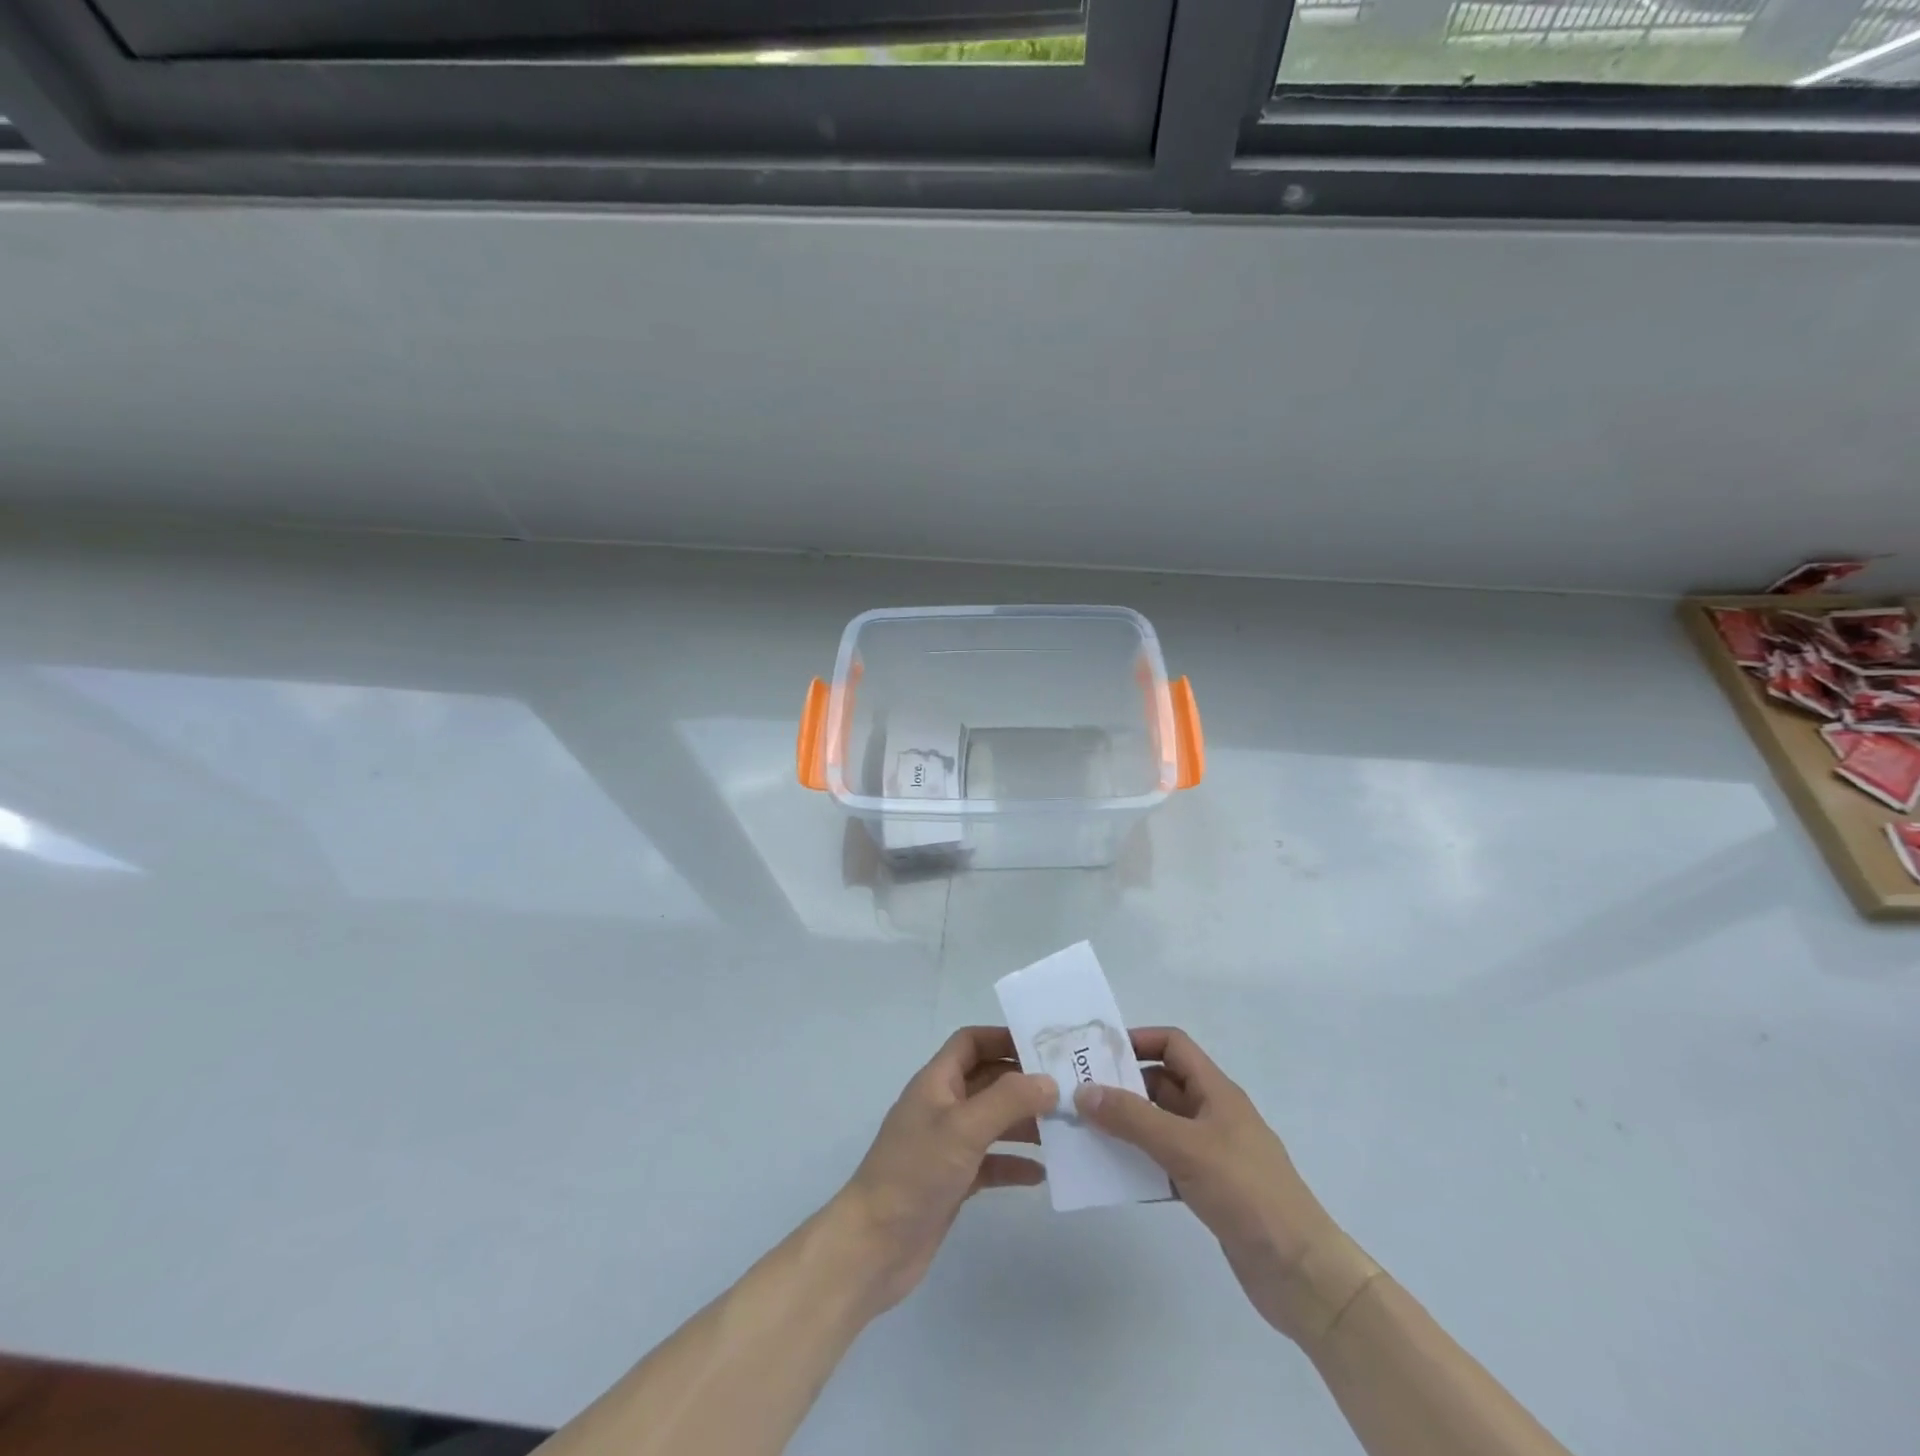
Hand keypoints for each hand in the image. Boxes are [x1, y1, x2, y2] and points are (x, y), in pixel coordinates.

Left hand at [828, 1027, 1056, 1316]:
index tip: (1042, 1047)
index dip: (1002, 1038)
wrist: (874, 1246)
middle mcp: (942, 1107)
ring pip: (992, 1122)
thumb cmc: (915, 1172)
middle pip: (987, 1080)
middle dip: (1023, 1082)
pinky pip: (990, 1163)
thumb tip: (1049, 1081)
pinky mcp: (953, 1181)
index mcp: (936, 1082)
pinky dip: (1014, 1164)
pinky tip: (1041, 1174)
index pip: (970, 1043)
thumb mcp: (963, 1128)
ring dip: (1024, 1123)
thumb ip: (1008, 1100)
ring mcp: (947, 1145)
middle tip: (1066, 1089)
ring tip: (1063, 1129)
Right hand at [1075, 1027, 1379, 1349]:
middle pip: (1162, 1084)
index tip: (1098, 1053)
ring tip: (1085, 1132)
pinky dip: (1140, 1162)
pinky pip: (1164, 1162)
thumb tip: (1083, 1091)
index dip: (1138, 1041)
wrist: (1300, 1273)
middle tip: (1079, 1094)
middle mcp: (1213, 1114)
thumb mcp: (1185, 1147)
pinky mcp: (1209, 1189)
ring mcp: (1212, 1153)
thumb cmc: (1246, 1192)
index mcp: (1216, 1091)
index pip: (1173, 1045)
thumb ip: (1132, 1118)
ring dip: (1127, 1125)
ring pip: (1160, 1124)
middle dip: (1123, 1085)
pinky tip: (1113, 1174)